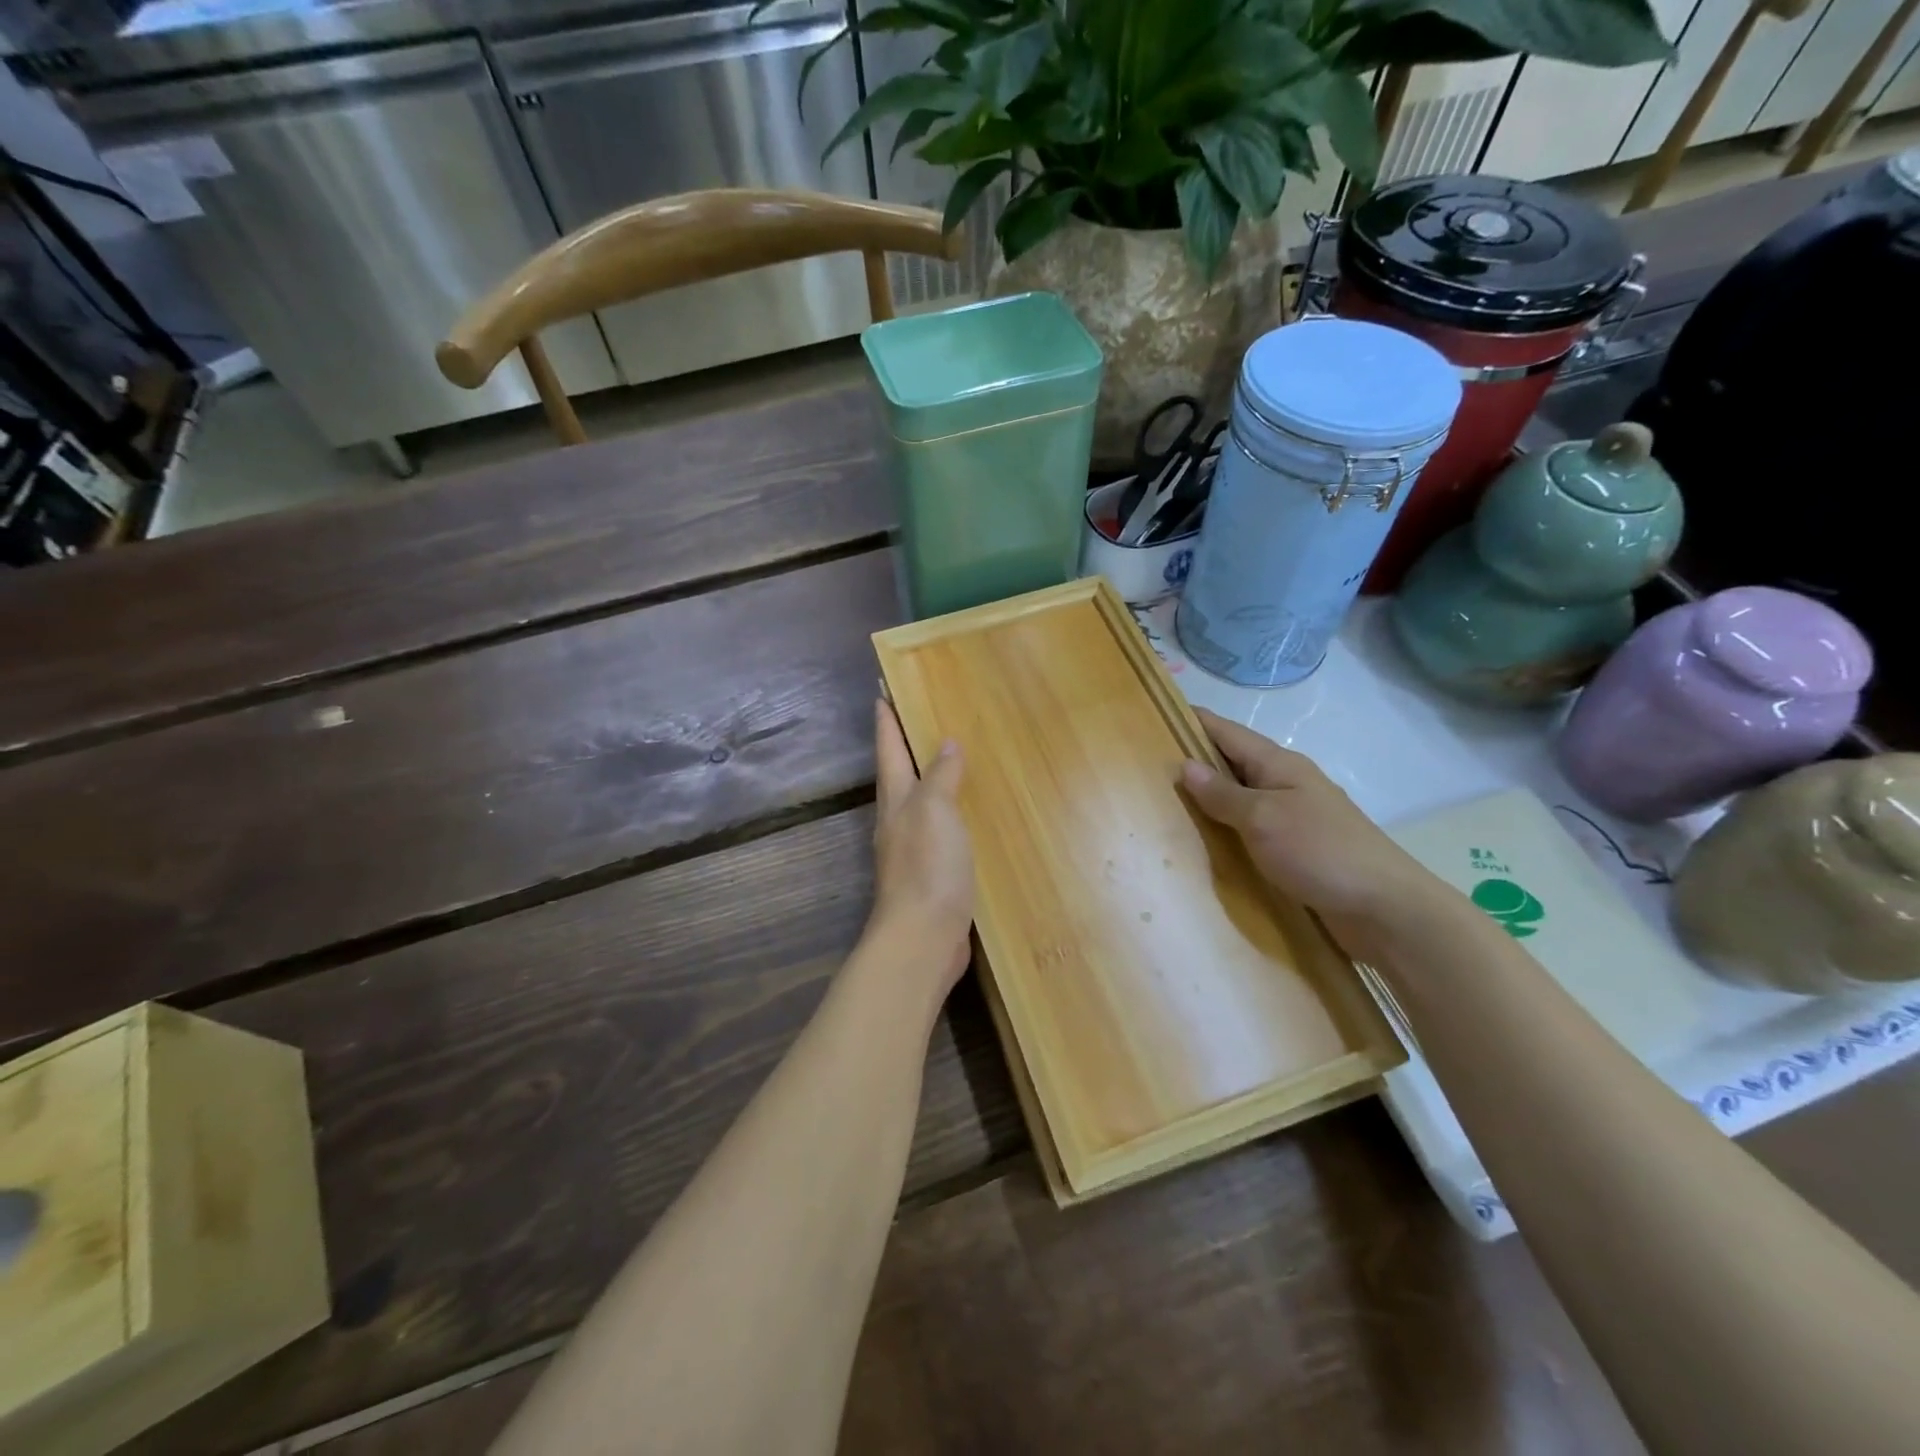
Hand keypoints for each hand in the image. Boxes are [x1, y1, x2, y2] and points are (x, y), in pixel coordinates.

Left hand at [870, 699, 974, 993]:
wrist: (923, 938)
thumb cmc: (927, 867)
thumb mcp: (934, 810)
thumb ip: (940, 777)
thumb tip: (946, 744)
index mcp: (896, 800)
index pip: (889, 749)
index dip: (886, 720)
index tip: (881, 690)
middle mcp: (899, 821)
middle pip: (900, 774)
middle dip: (905, 746)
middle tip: (922, 716)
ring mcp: (913, 850)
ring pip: (920, 803)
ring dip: (930, 779)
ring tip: (951, 759)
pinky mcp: (932, 874)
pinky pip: (941, 831)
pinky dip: (951, 814)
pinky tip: (968, 815)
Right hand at [1180, 707, 1442, 954]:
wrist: (1384, 908)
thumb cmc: (1319, 851)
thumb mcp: (1262, 818)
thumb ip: (1222, 794)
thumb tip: (1185, 765)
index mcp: (1278, 764)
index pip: (1227, 732)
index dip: (1193, 721)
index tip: (1156, 712)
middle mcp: (1286, 782)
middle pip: (1232, 761)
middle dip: (1194, 759)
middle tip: (1148, 764)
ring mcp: (1293, 814)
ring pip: (1241, 795)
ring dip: (1209, 796)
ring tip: (1166, 801)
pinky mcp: (1297, 846)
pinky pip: (1251, 825)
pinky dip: (1227, 825)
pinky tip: (1206, 839)